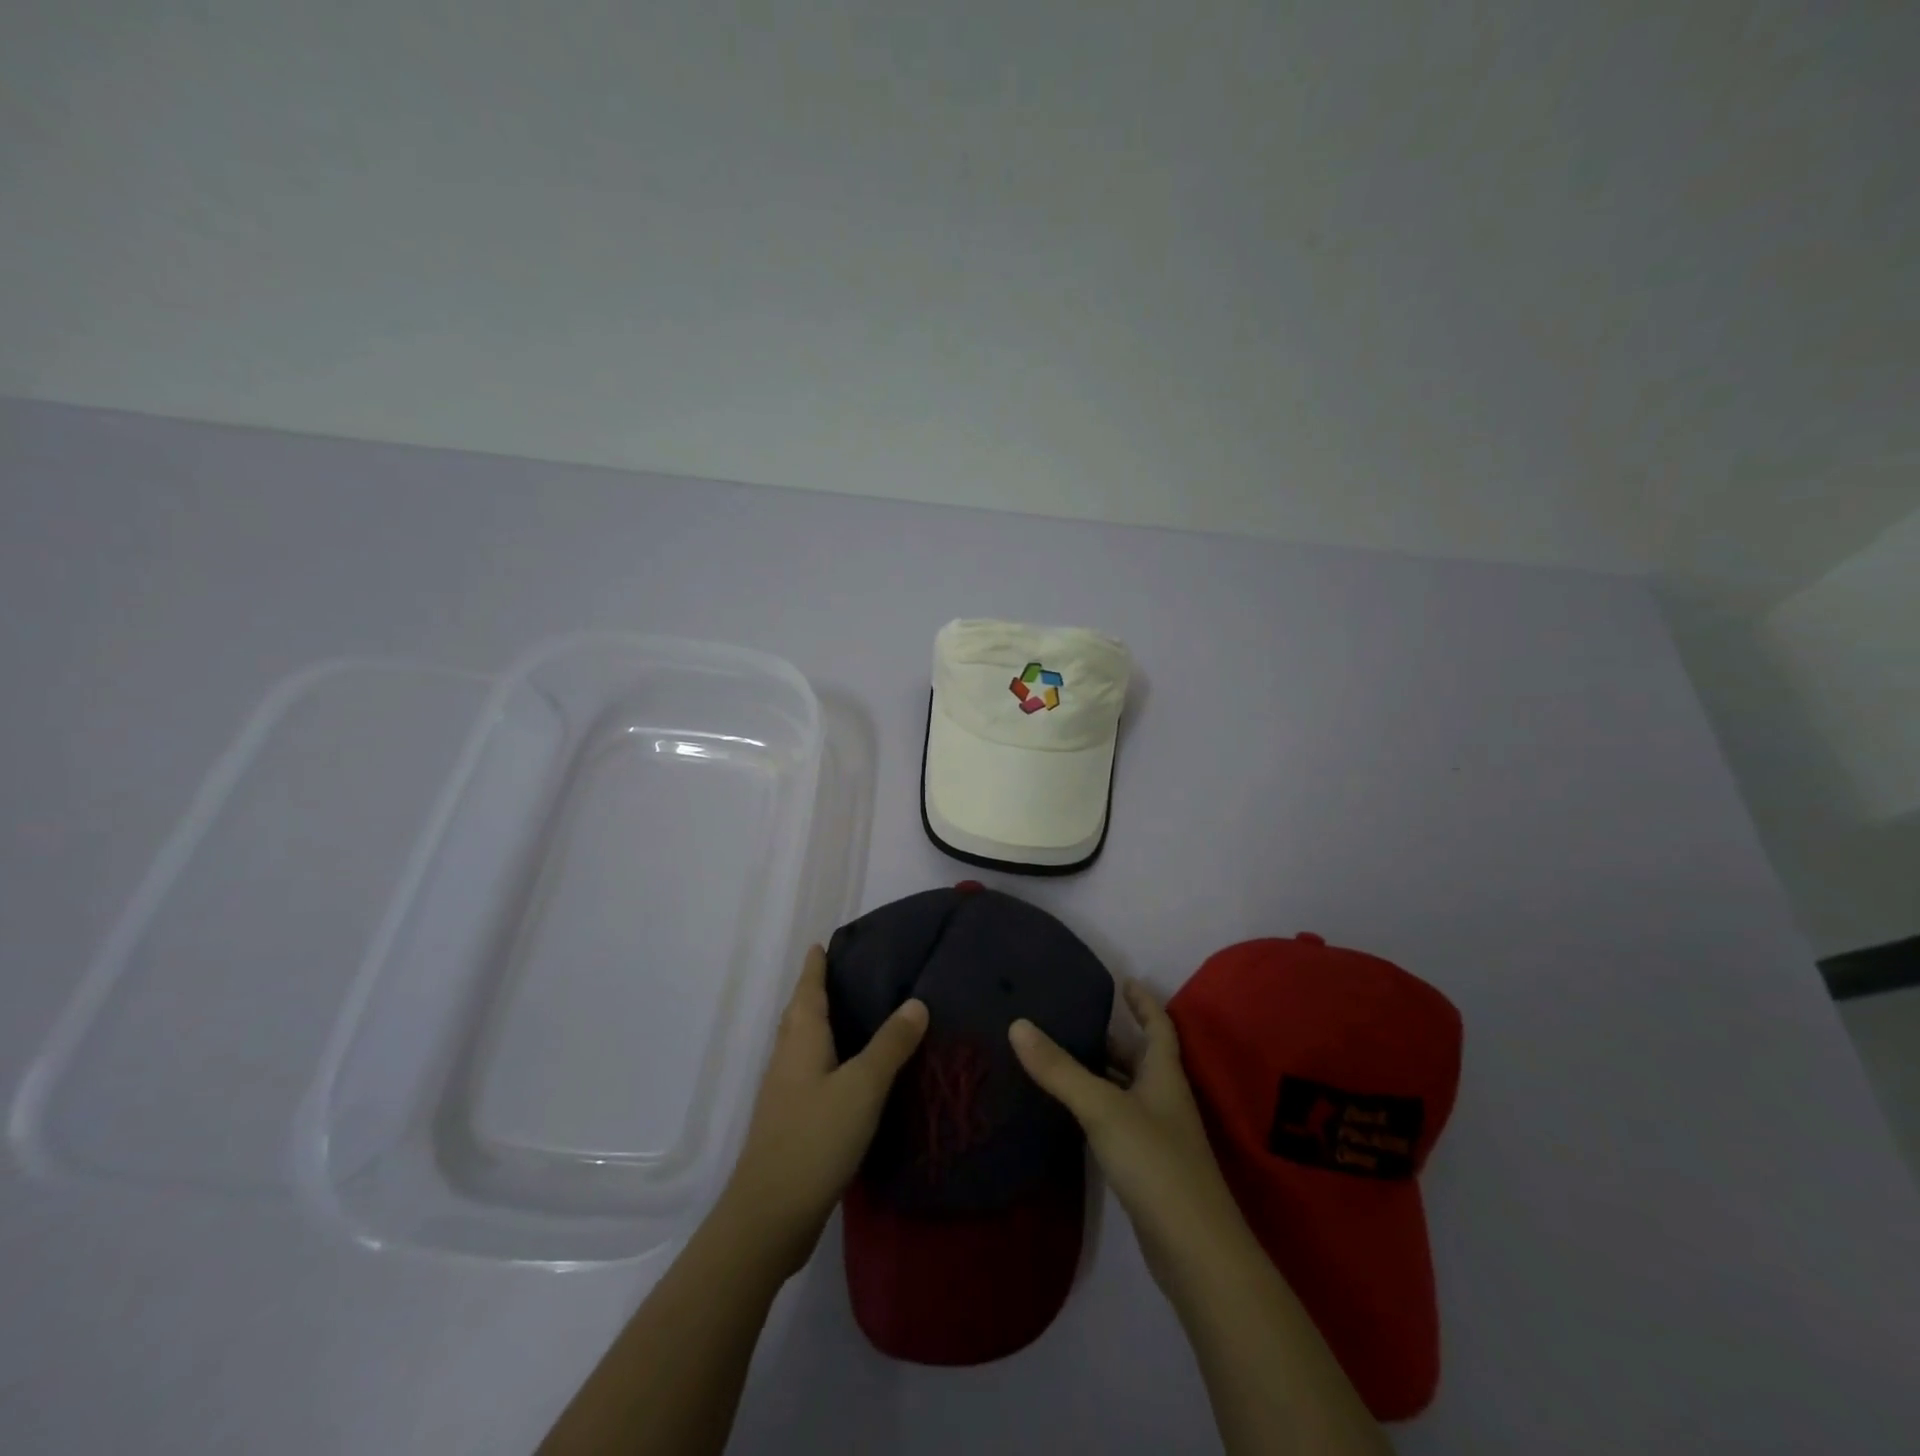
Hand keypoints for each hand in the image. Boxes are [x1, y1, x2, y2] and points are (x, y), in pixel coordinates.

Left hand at [721, 945, 928, 1276]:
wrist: (770, 1216)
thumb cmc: (815, 1138)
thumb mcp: (862, 1086)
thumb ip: (890, 1045)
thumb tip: (916, 1001)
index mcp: (801, 1040)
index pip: (808, 990)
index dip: (815, 966)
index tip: (824, 943)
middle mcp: (787, 1058)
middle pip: (799, 1014)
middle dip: (816, 991)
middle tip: (845, 973)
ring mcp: (785, 1093)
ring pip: (802, 1044)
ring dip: (820, 1024)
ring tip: (852, 1015)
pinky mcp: (790, 1122)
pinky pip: (809, 1072)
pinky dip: (826, 1058)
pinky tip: (848, 1073)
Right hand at [1010, 980, 1244, 1289]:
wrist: (1195, 1251)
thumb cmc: (1155, 1162)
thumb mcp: (1102, 1108)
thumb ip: (1060, 1069)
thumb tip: (1018, 1024)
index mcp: (1164, 1075)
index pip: (1159, 1026)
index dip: (1144, 1003)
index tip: (1125, 981)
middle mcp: (1165, 1099)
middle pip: (1140, 1058)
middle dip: (1112, 1039)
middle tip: (1072, 1021)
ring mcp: (1159, 1136)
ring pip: (1128, 1092)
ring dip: (1101, 1074)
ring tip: (1061, 1060)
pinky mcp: (1148, 1168)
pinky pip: (1119, 1122)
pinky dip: (1098, 1109)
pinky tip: (1071, 1114)